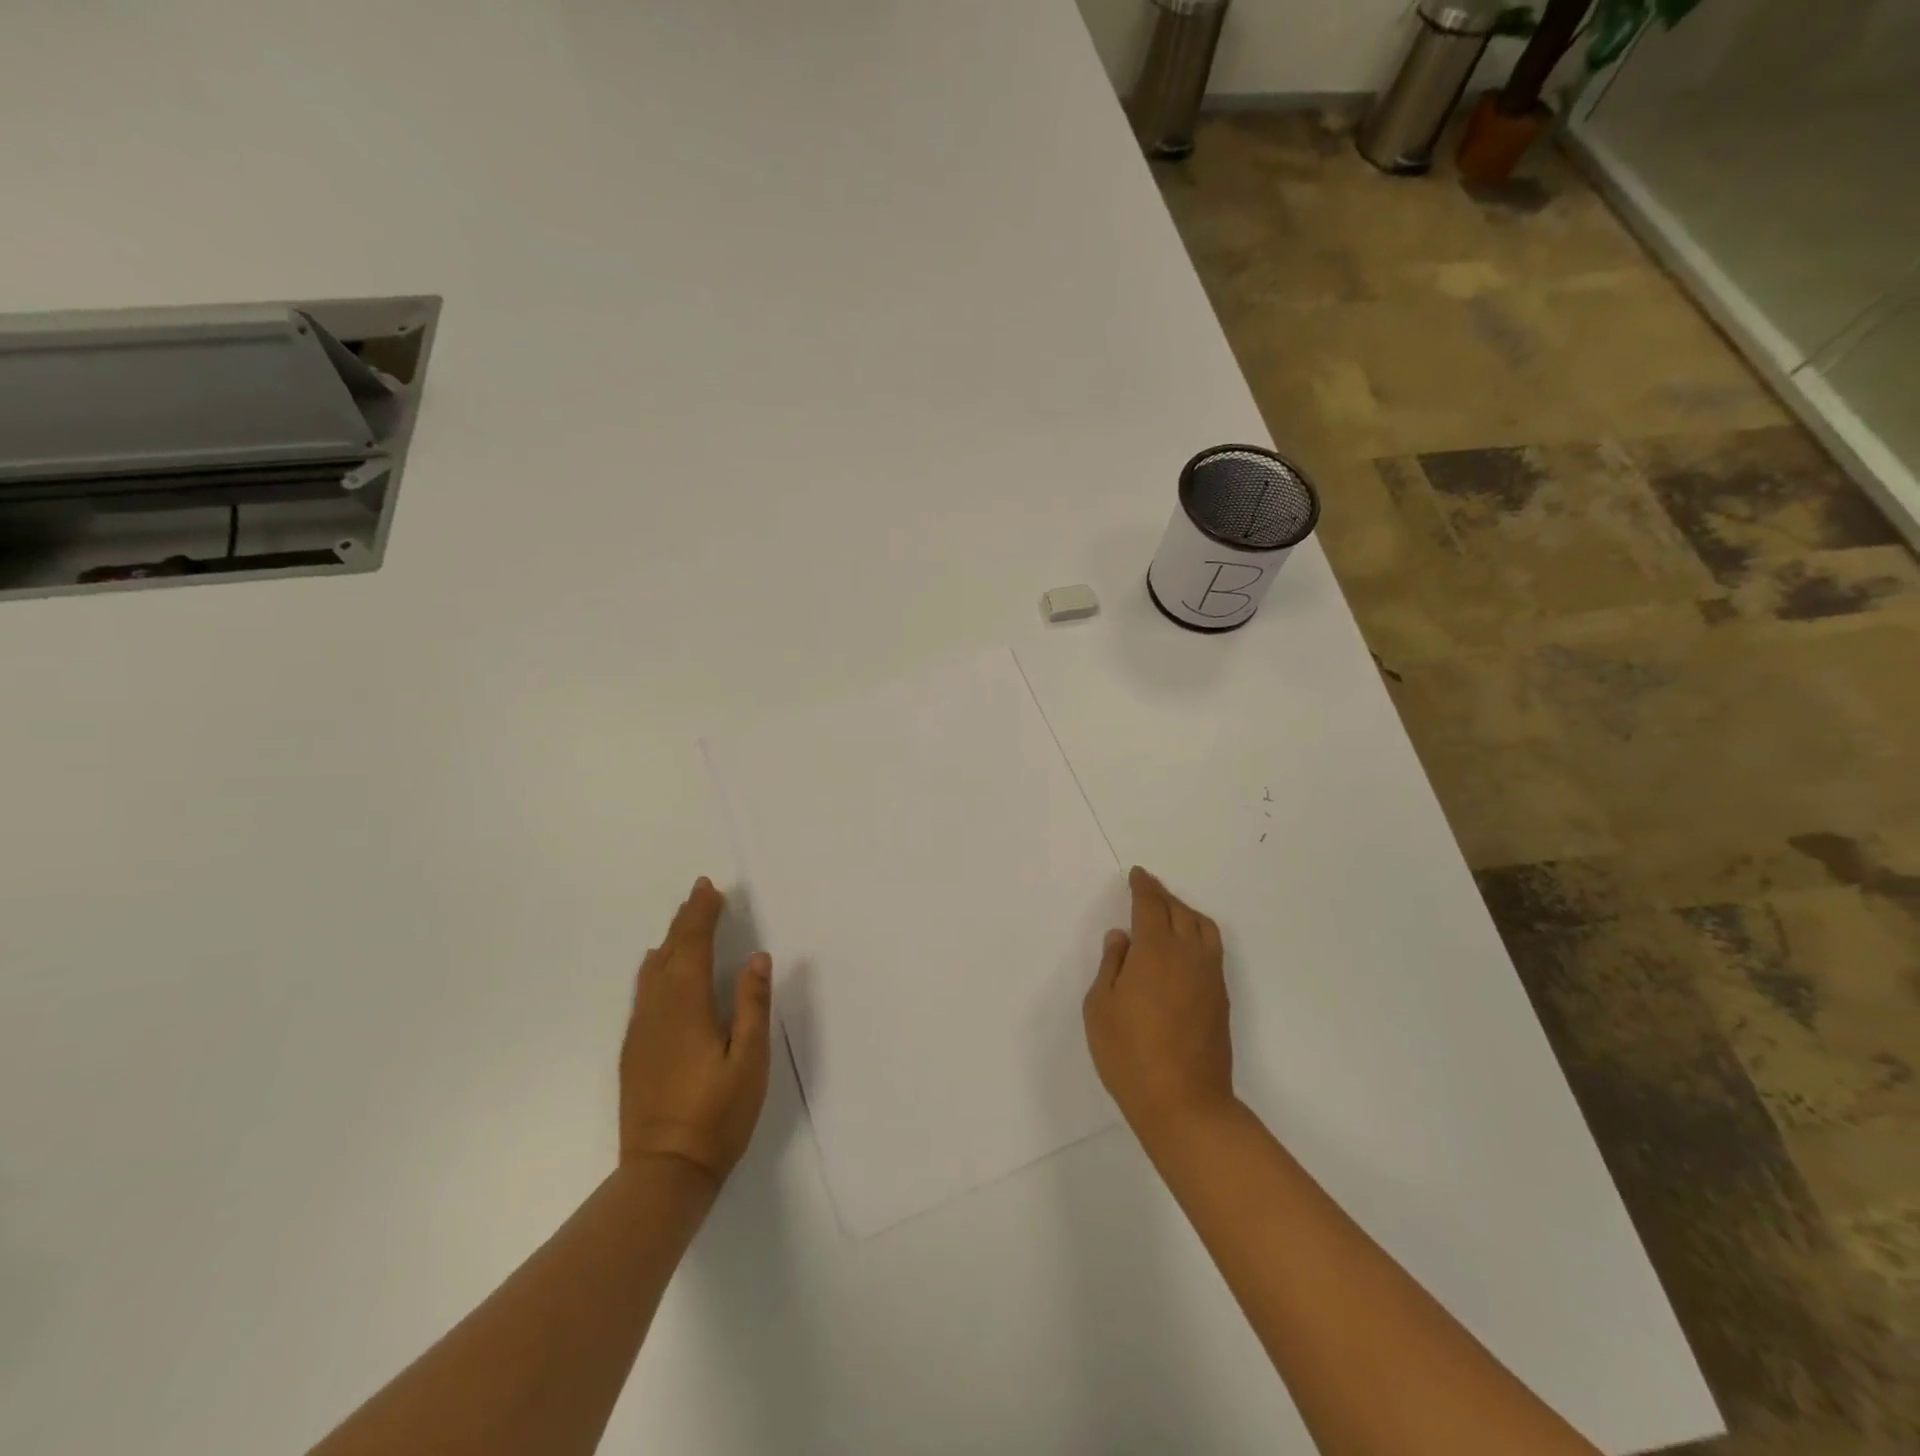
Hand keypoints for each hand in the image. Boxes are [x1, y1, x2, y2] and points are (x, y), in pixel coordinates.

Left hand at [620, 878, 771, 1186]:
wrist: (663, 1173)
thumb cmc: (716, 1115)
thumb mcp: (749, 1060)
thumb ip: (752, 1005)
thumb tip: (757, 956)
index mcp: (686, 1006)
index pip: (692, 946)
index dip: (702, 915)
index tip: (711, 889)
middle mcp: (657, 1010)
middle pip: (669, 952)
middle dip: (685, 920)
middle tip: (700, 892)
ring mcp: (641, 1031)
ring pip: (652, 971)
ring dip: (670, 940)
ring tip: (683, 920)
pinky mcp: (635, 1051)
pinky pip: (643, 992)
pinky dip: (654, 968)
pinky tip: (655, 966)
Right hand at [1083, 866, 1235, 1143]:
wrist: (1185, 1103)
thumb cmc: (1130, 1054)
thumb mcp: (1100, 1007)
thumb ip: (1111, 965)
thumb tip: (1122, 937)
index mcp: (1155, 951)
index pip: (1151, 905)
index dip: (1144, 886)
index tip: (1137, 875)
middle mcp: (1188, 955)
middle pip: (1179, 911)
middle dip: (1163, 896)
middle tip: (1147, 890)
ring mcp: (1209, 977)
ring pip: (1203, 927)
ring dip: (1185, 912)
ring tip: (1168, 914)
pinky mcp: (1221, 998)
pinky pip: (1212, 949)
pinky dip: (1197, 935)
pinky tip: (1183, 949)